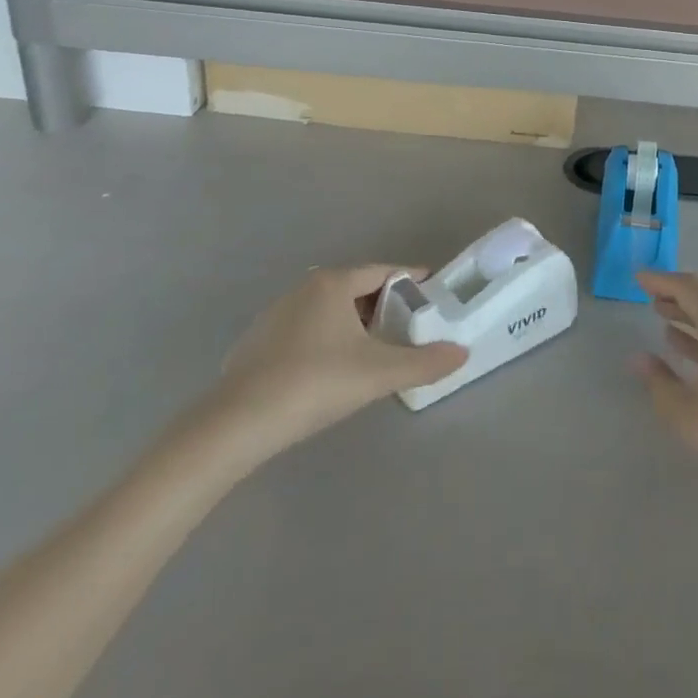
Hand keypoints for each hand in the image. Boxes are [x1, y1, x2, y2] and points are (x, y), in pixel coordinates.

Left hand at [206, 265, 465, 466]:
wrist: (234, 426)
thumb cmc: (314, 384)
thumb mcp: (379, 374)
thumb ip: (424, 362)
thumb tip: (462, 353)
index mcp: (333, 283)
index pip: (383, 271)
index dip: (411, 281)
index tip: (432, 293)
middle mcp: (304, 288)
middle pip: (356, 288)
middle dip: (384, 305)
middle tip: (408, 327)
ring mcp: (275, 314)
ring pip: (328, 310)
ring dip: (354, 324)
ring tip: (374, 351)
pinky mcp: (256, 343)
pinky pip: (305, 330)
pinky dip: (326, 341)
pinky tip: (330, 371)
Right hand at [632, 270, 697, 501]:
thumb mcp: (686, 413)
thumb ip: (659, 381)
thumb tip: (638, 358)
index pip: (687, 287)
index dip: (661, 280)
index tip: (638, 278)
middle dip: (678, 290)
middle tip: (651, 295)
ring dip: (692, 310)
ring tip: (664, 315)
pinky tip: (689, 346)